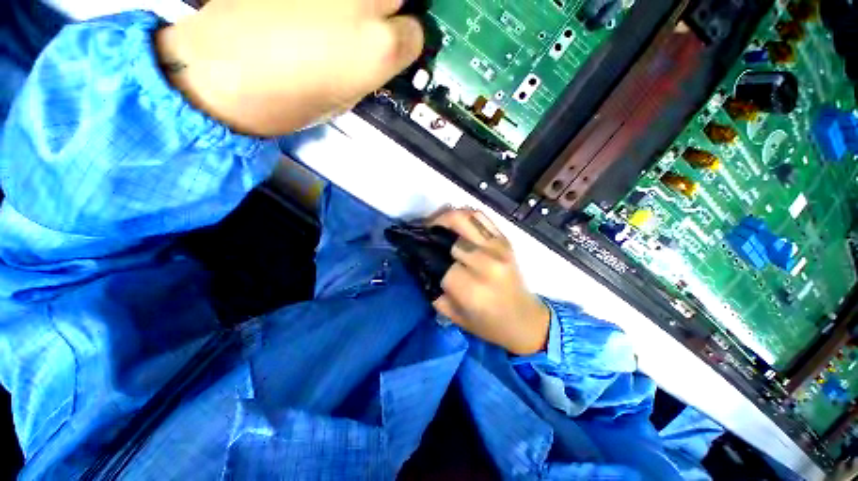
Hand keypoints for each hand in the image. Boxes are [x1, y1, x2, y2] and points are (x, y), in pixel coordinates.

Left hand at [154, 0, 423, 135]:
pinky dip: (329, 2)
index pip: (415, 35)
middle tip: (371, 25)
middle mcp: (362, 1)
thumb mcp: (346, 99)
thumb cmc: (288, 103)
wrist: (218, 73)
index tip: (393, 50)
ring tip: (337, 19)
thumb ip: (371, 70)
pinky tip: (311, 12)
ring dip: (361, 5)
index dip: (405, 44)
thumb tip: (381, 54)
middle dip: (391, 11)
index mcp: (377, 48)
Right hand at [428, 208, 550, 355]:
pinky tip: (455, 223)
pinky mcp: (505, 240)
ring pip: (465, 217)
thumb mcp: (452, 316)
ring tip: (435, 225)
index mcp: (472, 288)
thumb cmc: (487, 324)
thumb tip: (418, 263)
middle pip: (450, 233)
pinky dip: (464, 215)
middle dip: (430, 231)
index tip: (413, 249)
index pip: (439, 259)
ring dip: (444, 217)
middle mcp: (486, 263)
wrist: (524, 319)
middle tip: (422, 235)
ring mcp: (498, 247)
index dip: (423, 251)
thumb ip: (432, 290)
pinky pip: (481, 216)